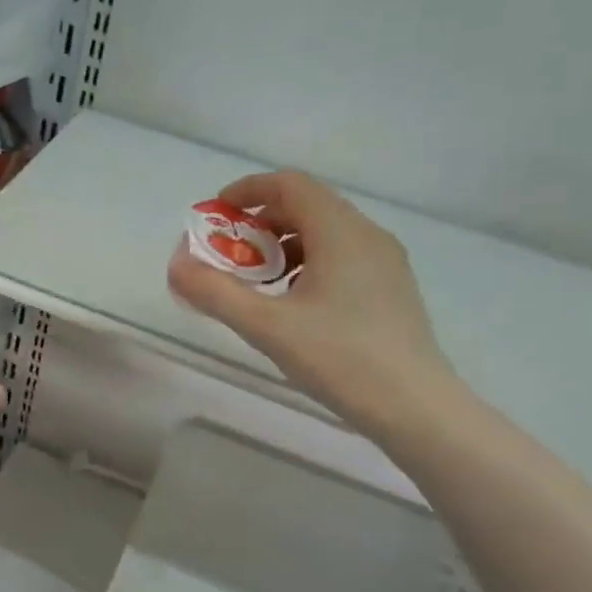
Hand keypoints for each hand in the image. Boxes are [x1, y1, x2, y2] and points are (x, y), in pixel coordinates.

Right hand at [167, 172, 456, 435]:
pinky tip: (292, 304)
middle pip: (307, 206)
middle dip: (260, 223)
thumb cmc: (339, 358)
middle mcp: (367, 235)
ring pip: (325, 234)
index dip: (247, 191)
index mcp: (340, 232)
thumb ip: (215, 292)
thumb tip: (176, 264)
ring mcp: (385, 263)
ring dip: (282, 246)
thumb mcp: (266, 326)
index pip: (290, 184)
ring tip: (256, 283)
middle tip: (228, 254)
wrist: (415, 407)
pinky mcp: (390, 289)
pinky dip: (306, 264)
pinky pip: (341, 257)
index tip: (214, 215)